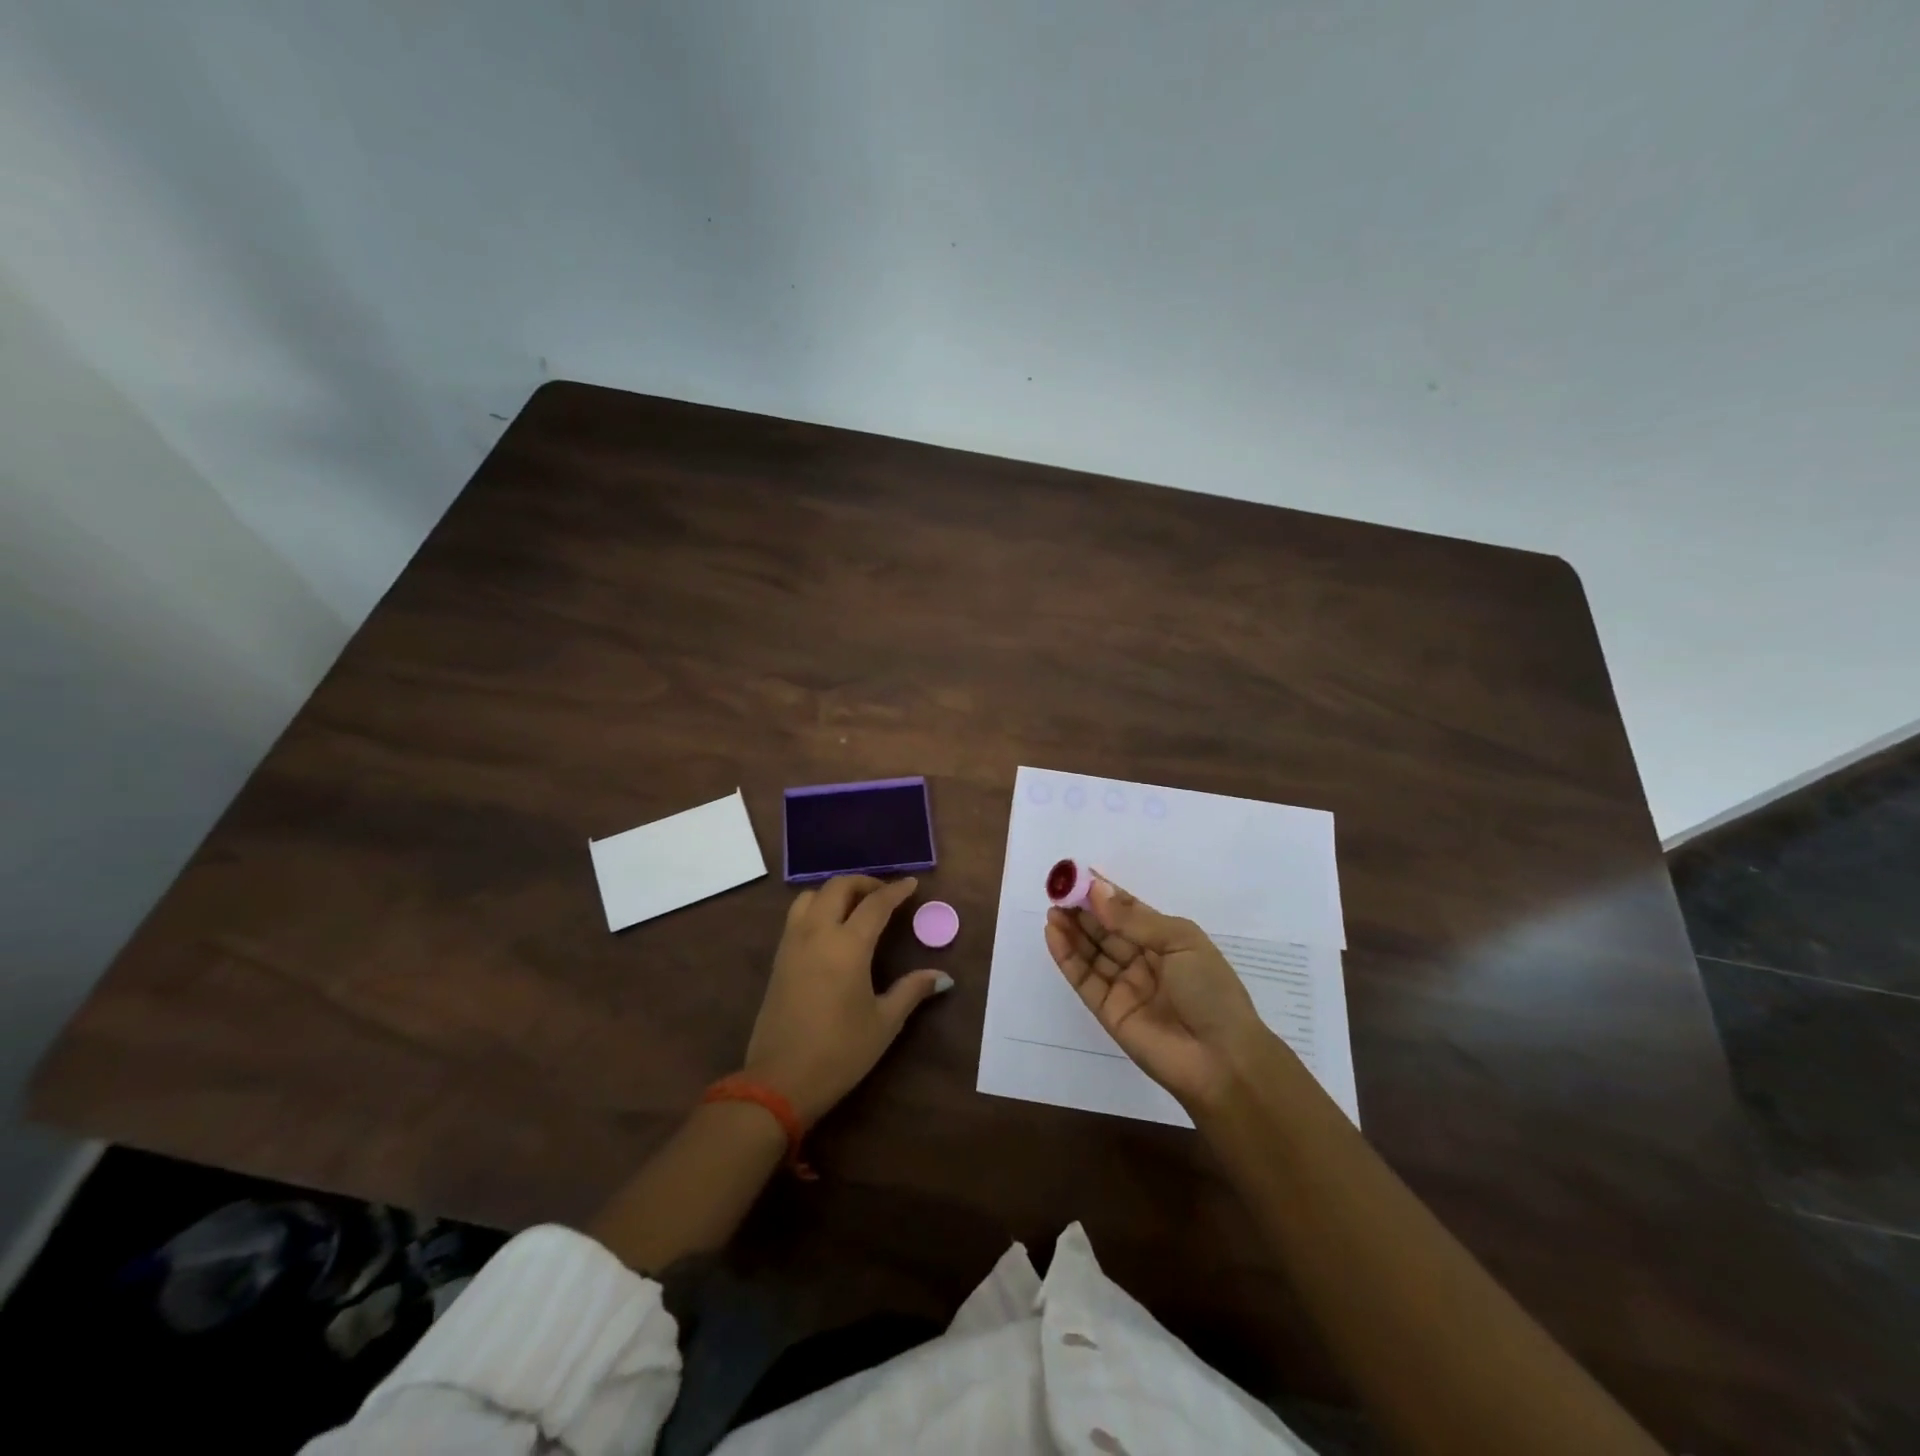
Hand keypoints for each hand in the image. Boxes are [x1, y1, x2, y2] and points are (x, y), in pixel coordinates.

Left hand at [743, 875, 952, 1124]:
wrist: (779, 1081)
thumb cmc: (840, 1052)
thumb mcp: (884, 1022)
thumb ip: (912, 991)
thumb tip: (943, 977)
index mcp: (848, 946)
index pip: (875, 904)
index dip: (896, 891)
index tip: (912, 884)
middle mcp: (817, 934)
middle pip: (838, 887)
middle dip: (864, 882)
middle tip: (884, 894)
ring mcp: (792, 944)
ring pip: (811, 896)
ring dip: (835, 891)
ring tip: (855, 906)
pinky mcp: (779, 959)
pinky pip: (797, 916)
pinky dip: (817, 907)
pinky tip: (831, 928)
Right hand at [1044, 876, 1278, 1113]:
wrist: (1221, 1060)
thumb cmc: (1210, 991)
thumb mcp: (1180, 942)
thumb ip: (1134, 920)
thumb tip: (1096, 891)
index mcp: (1167, 941)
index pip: (1129, 911)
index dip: (1105, 894)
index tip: (1078, 875)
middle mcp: (1144, 961)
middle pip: (1106, 930)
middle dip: (1083, 910)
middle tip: (1058, 890)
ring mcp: (1125, 986)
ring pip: (1091, 952)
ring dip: (1072, 930)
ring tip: (1053, 909)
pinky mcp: (1107, 1010)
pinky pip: (1083, 978)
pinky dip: (1066, 956)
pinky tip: (1053, 933)